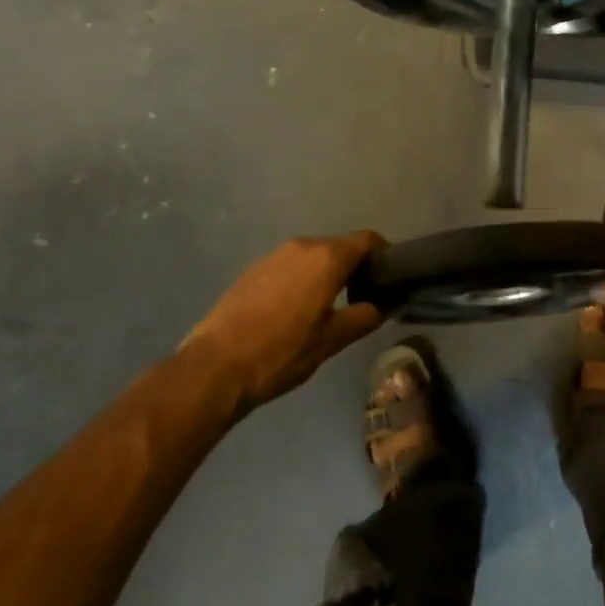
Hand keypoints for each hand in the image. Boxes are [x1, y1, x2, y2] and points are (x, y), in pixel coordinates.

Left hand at [184, 231, 387, 413]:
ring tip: (327, 305)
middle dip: (354, 266)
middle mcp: (302, 246)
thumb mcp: (330, 341)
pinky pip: (288, 266)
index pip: (367, 239)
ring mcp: (273, 255)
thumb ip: (362, 318)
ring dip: (325, 273)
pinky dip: (300, 279)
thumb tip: (380, 307)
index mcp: (326, 258)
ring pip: (312, 256)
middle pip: (339, 246)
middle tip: (362, 296)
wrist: (215, 366)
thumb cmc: (281, 352)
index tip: (389, 275)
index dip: (383, 254)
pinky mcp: (252, 269)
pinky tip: (293, 310)